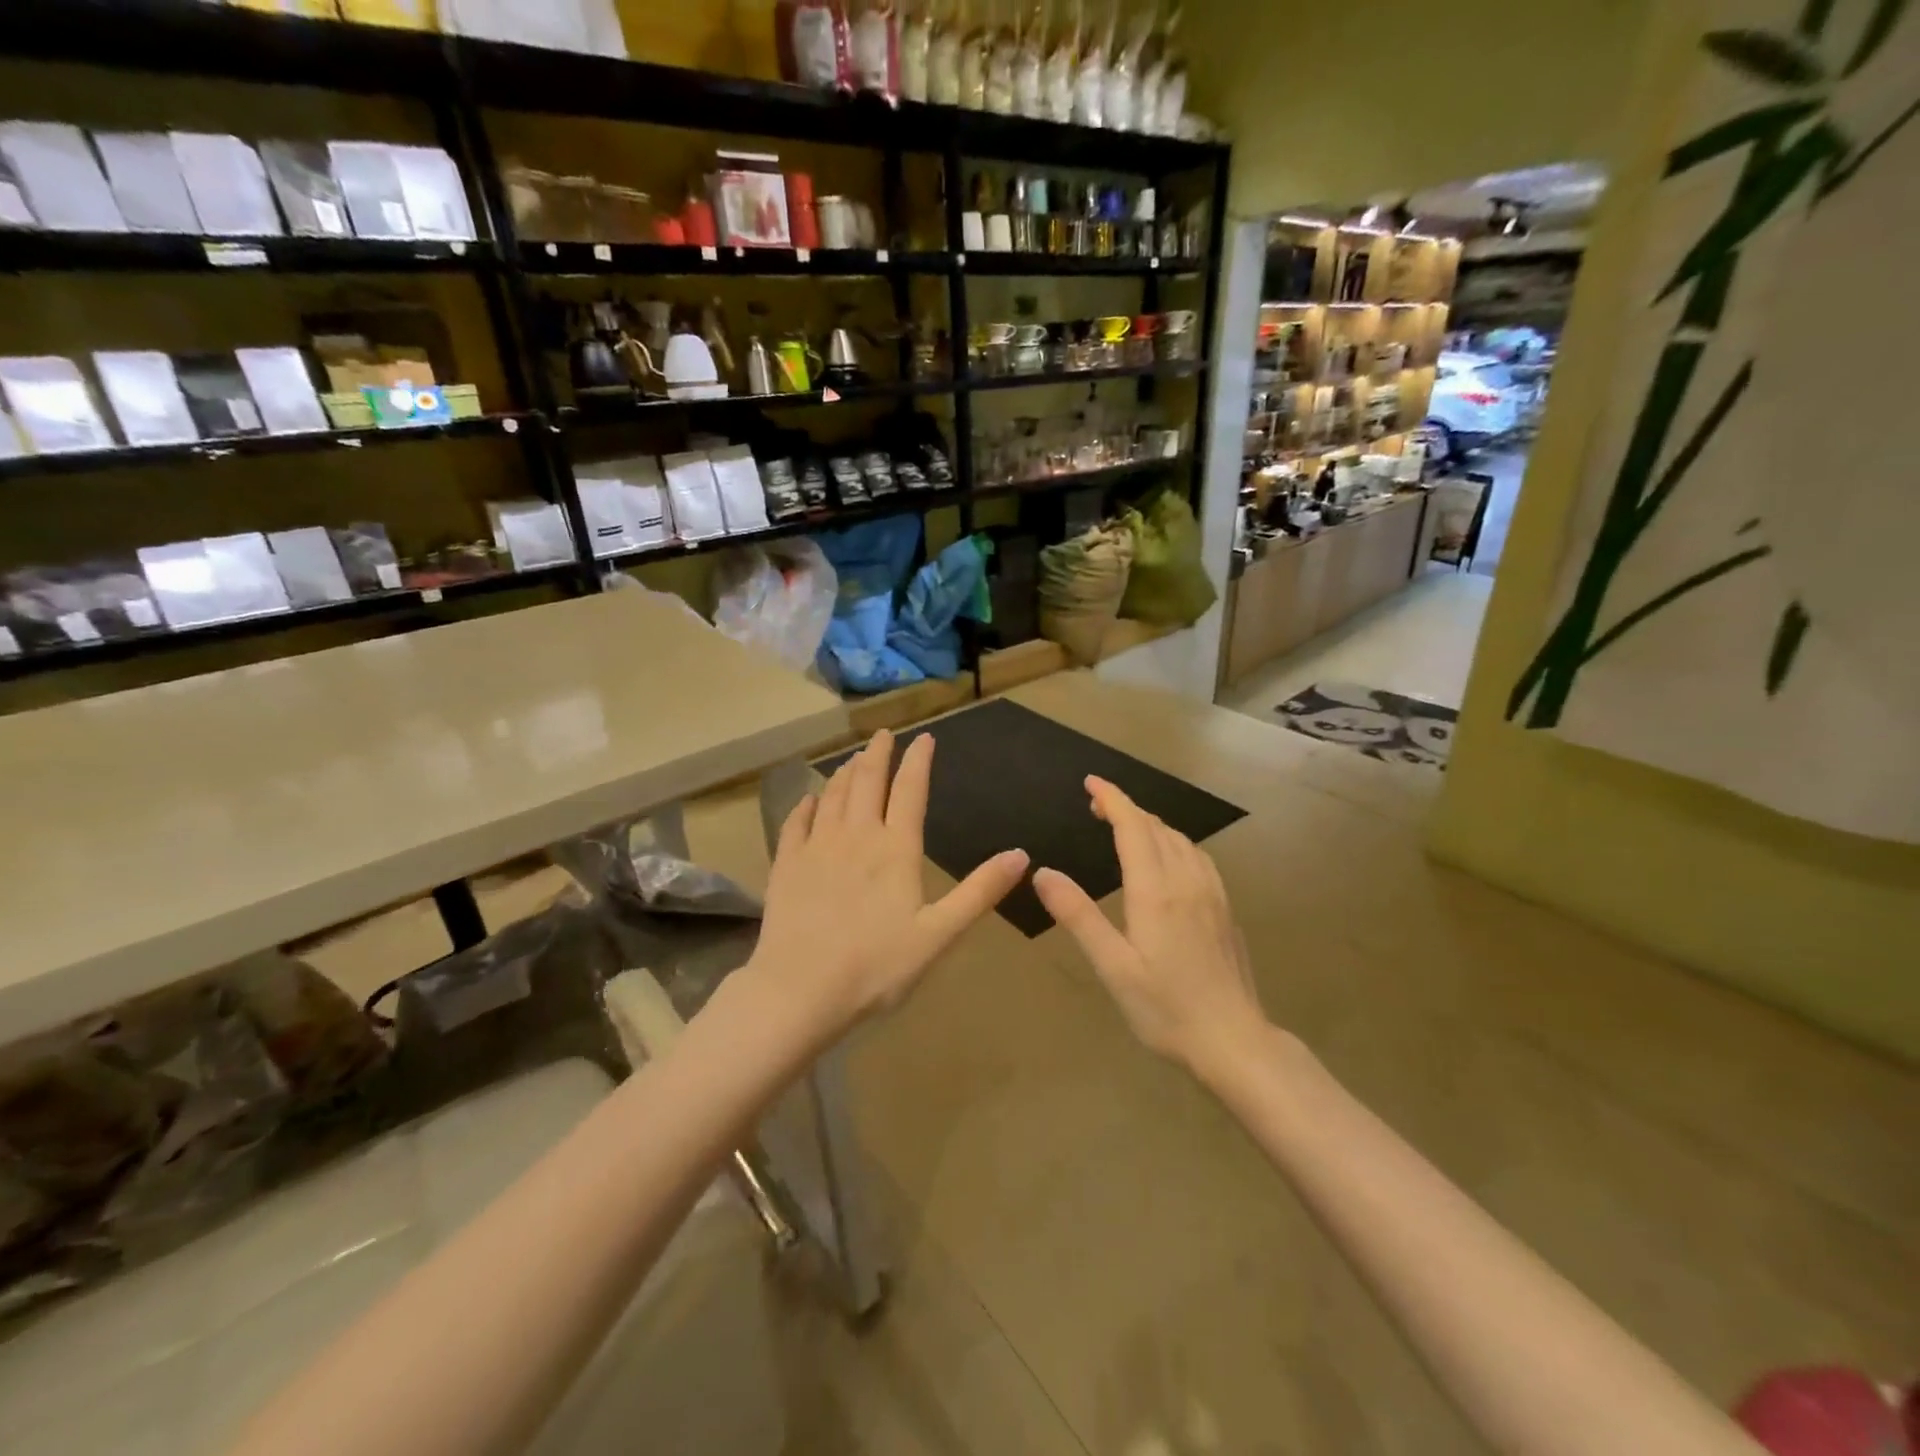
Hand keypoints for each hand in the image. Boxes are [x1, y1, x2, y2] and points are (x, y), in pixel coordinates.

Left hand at [748, 730, 1028, 1036]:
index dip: (918, 761)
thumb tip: (1021, 854)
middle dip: (878, 754)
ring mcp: (816, 848)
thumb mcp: (940, 934)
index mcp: (896, 849)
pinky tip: (808, 800)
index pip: (910, 790)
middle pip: (868, 782)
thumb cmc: (877, 966)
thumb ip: (980, 892)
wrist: (799, 990)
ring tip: (853, 760)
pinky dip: (805, 806)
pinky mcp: (786, 865)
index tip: (924, 738)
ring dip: (846, 773)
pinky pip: (796, 823)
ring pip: (833, 796)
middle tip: (883, 735)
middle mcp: (856, 836)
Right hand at [1033, 777, 1264, 1073]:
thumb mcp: (1112, 966)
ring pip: (1180, 839)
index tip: (1091, 782)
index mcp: (1155, 890)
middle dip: (1126, 807)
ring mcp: (1212, 893)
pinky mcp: (1225, 908)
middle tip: (1096, 806)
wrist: (1234, 1040)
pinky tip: (1168, 858)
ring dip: (1150, 823)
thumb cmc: (1166, 1008)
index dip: (1112, 799)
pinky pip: (1197, 857)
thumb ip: (1078, 915)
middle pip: (1156, 827)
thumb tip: (1042, 873)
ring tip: (1126, 826)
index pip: (1133, 826)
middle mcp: (1186, 880)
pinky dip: (1174, 842)